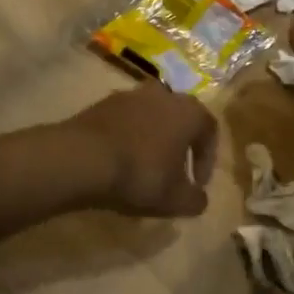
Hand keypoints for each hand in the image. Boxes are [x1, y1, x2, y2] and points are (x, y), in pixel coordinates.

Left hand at [69, 85, 218, 216]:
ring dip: (152, 137)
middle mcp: (164, 94)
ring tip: (144, 165)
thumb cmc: (140, 173)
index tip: (198, 184)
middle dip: (179, 144)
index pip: (209, 130)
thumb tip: (200, 199)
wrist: (83, 157)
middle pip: (179, 117)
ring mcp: (131, 95)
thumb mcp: (175, 198)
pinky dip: (128, 136)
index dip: (207, 159)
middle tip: (173, 170)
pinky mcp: (103, 102)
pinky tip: (119, 159)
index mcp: (188, 111)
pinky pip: (125, 120)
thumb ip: (195, 199)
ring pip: (151, 116)